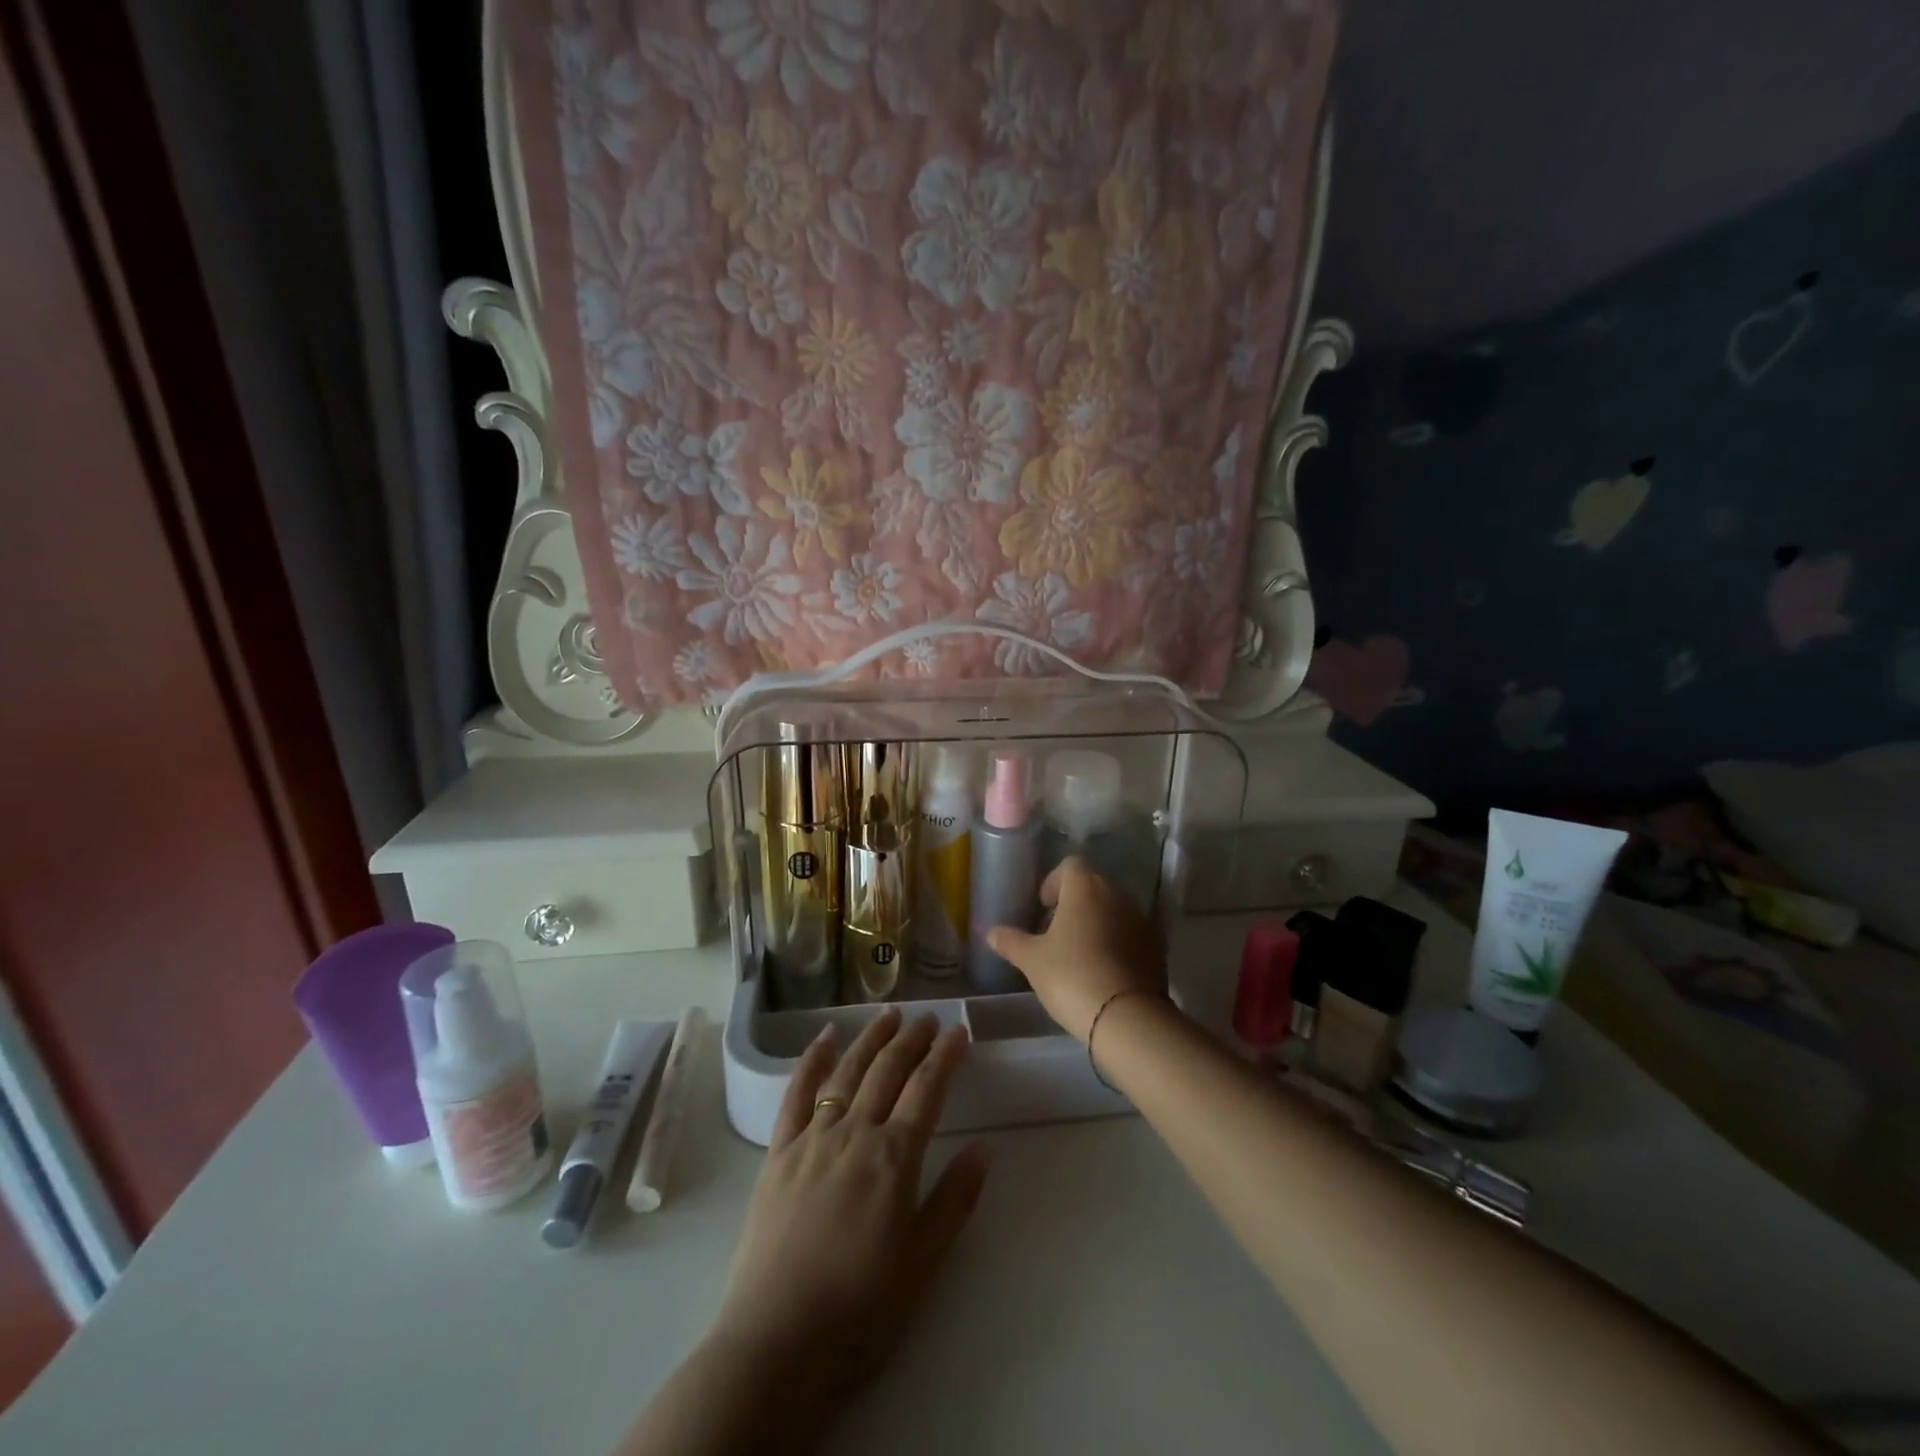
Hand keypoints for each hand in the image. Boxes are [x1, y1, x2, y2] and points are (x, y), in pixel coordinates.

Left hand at [706, 1008, 989, 1421]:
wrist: (776, 1345)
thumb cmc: (860, 1310)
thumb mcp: (923, 1263)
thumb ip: (954, 1199)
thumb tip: (985, 1147)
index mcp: (894, 1158)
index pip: (927, 1089)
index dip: (945, 1056)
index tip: (958, 1031)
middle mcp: (854, 1133)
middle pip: (888, 1070)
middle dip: (912, 1038)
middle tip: (928, 1017)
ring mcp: (812, 1138)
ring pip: (847, 1071)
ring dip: (870, 1038)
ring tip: (888, 1014)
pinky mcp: (778, 1152)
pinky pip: (796, 1094)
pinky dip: (811, 1060)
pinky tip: (824, 1037)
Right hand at [986, 857, 1166, 1040]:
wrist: (1127, 1017)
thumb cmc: (1071, 976)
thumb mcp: (1032, 960)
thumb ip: (1011, 941)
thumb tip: (990, 931)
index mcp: (1086, 887)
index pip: (1070, 865)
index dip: (1054, 882)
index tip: (1043, 907)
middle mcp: (1117, 894)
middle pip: (1094, 886)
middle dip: (1074, 903)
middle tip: (1055, 933)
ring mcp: (1142, 920)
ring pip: (1114, 910)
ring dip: (1097, 923)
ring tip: (1078, 954)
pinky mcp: (1158, 947)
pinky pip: (1132, 934)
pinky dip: (1117, 943)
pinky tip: (1103, 970)